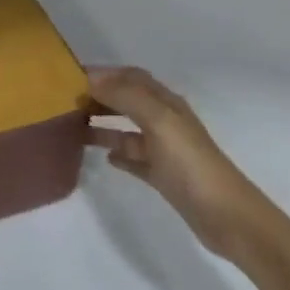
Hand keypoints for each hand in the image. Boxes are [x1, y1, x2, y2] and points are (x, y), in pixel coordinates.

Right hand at [87, 66, 266, 255]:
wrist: (224, 216)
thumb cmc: (191, 164)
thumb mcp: (159, 122)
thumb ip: (127, 97)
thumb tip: (93, 78)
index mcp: (166, 104)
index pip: (131, 77)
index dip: (104, 73)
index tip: (70, 76)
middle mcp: (165, 121)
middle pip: (128, 100)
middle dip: (99, 96)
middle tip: (65, 102)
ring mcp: (164, 150)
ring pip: (127, 129)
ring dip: (103, 124)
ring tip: (73, 128)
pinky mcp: (163, 176)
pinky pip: (135, 159)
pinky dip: (118, 154)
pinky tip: (104, 158)